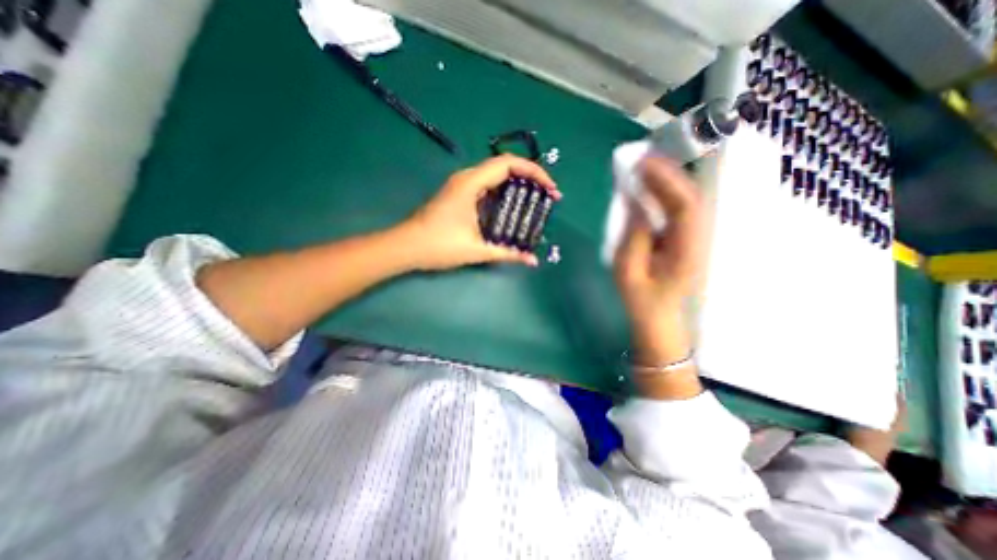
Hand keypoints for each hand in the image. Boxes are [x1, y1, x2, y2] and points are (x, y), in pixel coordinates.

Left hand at [405, 155, 558, 270]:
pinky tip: (512, 208)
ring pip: (496, 176)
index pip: (509, 164)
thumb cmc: (438, 245)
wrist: (405, 247)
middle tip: (547, 197)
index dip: (534, 172)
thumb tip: (532, 261)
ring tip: (535, 201)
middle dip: (530, 178)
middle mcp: (467, 178)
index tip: (551, 189)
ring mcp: (461, 186)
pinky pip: (487, 187)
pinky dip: (504, 193)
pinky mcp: (459, 195)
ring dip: (517, 185)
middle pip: (505, 167)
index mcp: (471, 183)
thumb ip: (507, 253)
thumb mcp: (477, 249)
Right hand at [611, 152, 703, 364]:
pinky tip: (650, 185)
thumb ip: (633, 237)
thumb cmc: (641, 299)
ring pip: (687, 201)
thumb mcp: (627, 271)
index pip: (685, 207)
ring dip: (668, 180)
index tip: (644, 164)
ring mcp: (693, 237)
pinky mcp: (684, 237)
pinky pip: (678, 209)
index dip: (667, 182)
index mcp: (686, 251)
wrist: (659, 317)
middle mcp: (697, 239)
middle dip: (668, 174)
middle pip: (690, 198)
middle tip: (642, 158)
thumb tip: (636, 204)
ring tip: (646, 166)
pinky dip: (665, 193)